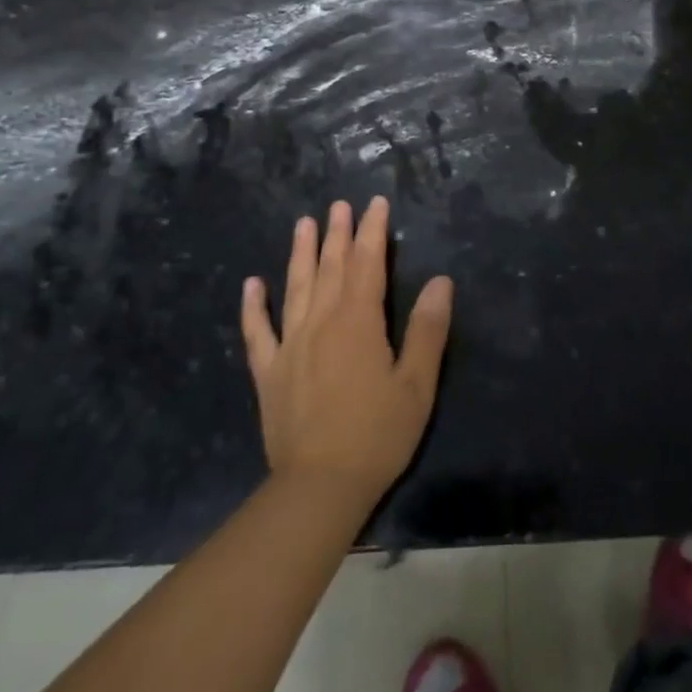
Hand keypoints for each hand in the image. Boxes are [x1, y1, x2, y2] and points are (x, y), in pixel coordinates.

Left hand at [241, 197, 453, 510]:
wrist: (320, 487)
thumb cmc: (378, 434)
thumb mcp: (416, 384)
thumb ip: (427, 329)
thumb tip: (440, 281)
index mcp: (358, 322)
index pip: (367, 264)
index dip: (372, 232)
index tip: (375, 204)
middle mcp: (321, 323)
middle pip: (331, 268)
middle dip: (338, 233)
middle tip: (339, 205)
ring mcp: (290, 346)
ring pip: (296, 288)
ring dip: (301, 254)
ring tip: (303, 224)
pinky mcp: (269, 372)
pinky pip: (258, 331)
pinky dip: (253, 306)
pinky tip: (251, 284)